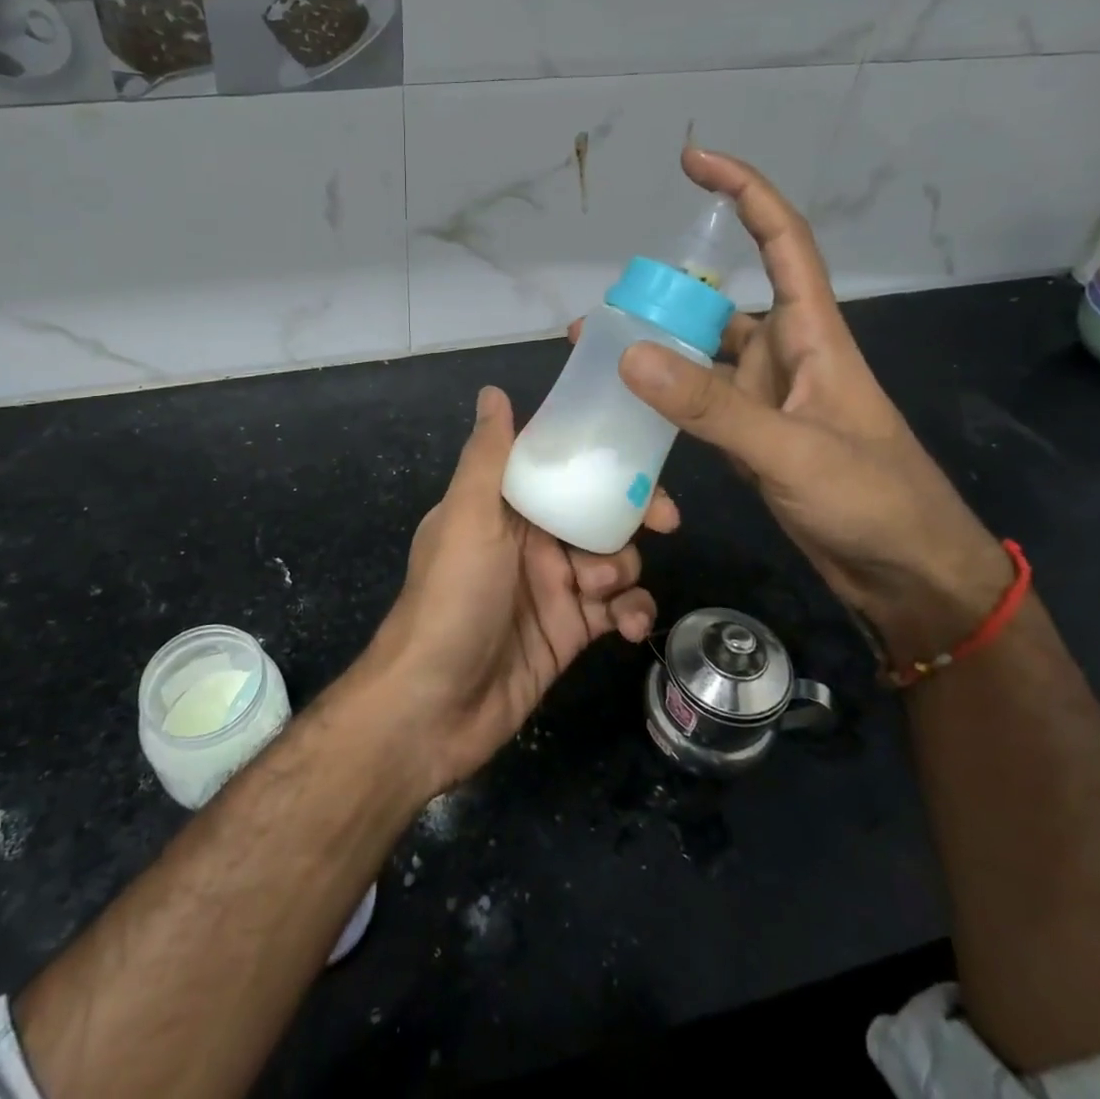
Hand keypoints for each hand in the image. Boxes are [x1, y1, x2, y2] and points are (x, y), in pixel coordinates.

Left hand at [356, 386, 674, 795]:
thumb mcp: (468, 518)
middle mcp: (529, 541)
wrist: (433, 708)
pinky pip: (616, 609)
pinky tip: (627, 626)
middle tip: (665, 523)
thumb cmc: (451, 599)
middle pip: (597, 512)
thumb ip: (489, 457)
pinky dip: (630, 612)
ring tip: (600, 592)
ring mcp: (552, 587)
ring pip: (613, 559)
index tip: (642, 460)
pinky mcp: (570, 632)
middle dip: (631, 514)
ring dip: (623, 569)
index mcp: (503, 507)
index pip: (561, 468)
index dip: (601, 459)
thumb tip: (493, 390)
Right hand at [615, 147, 1013, 664]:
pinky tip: (627, 408)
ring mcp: (767, 399)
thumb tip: (629, 355)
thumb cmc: (873, 499)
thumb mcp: (790, 449)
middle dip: (664, 294)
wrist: (906, 575)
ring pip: (703, 356)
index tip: (694, 160)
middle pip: (720, 301)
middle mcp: (786, 354)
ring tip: (596, 355)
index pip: (780, 239)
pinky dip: (665, 400)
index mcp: (812, 333)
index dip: (742, 191)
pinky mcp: (752, 439)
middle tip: (602, 309)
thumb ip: (711, 405)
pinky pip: (699, 404)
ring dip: (657, 351)